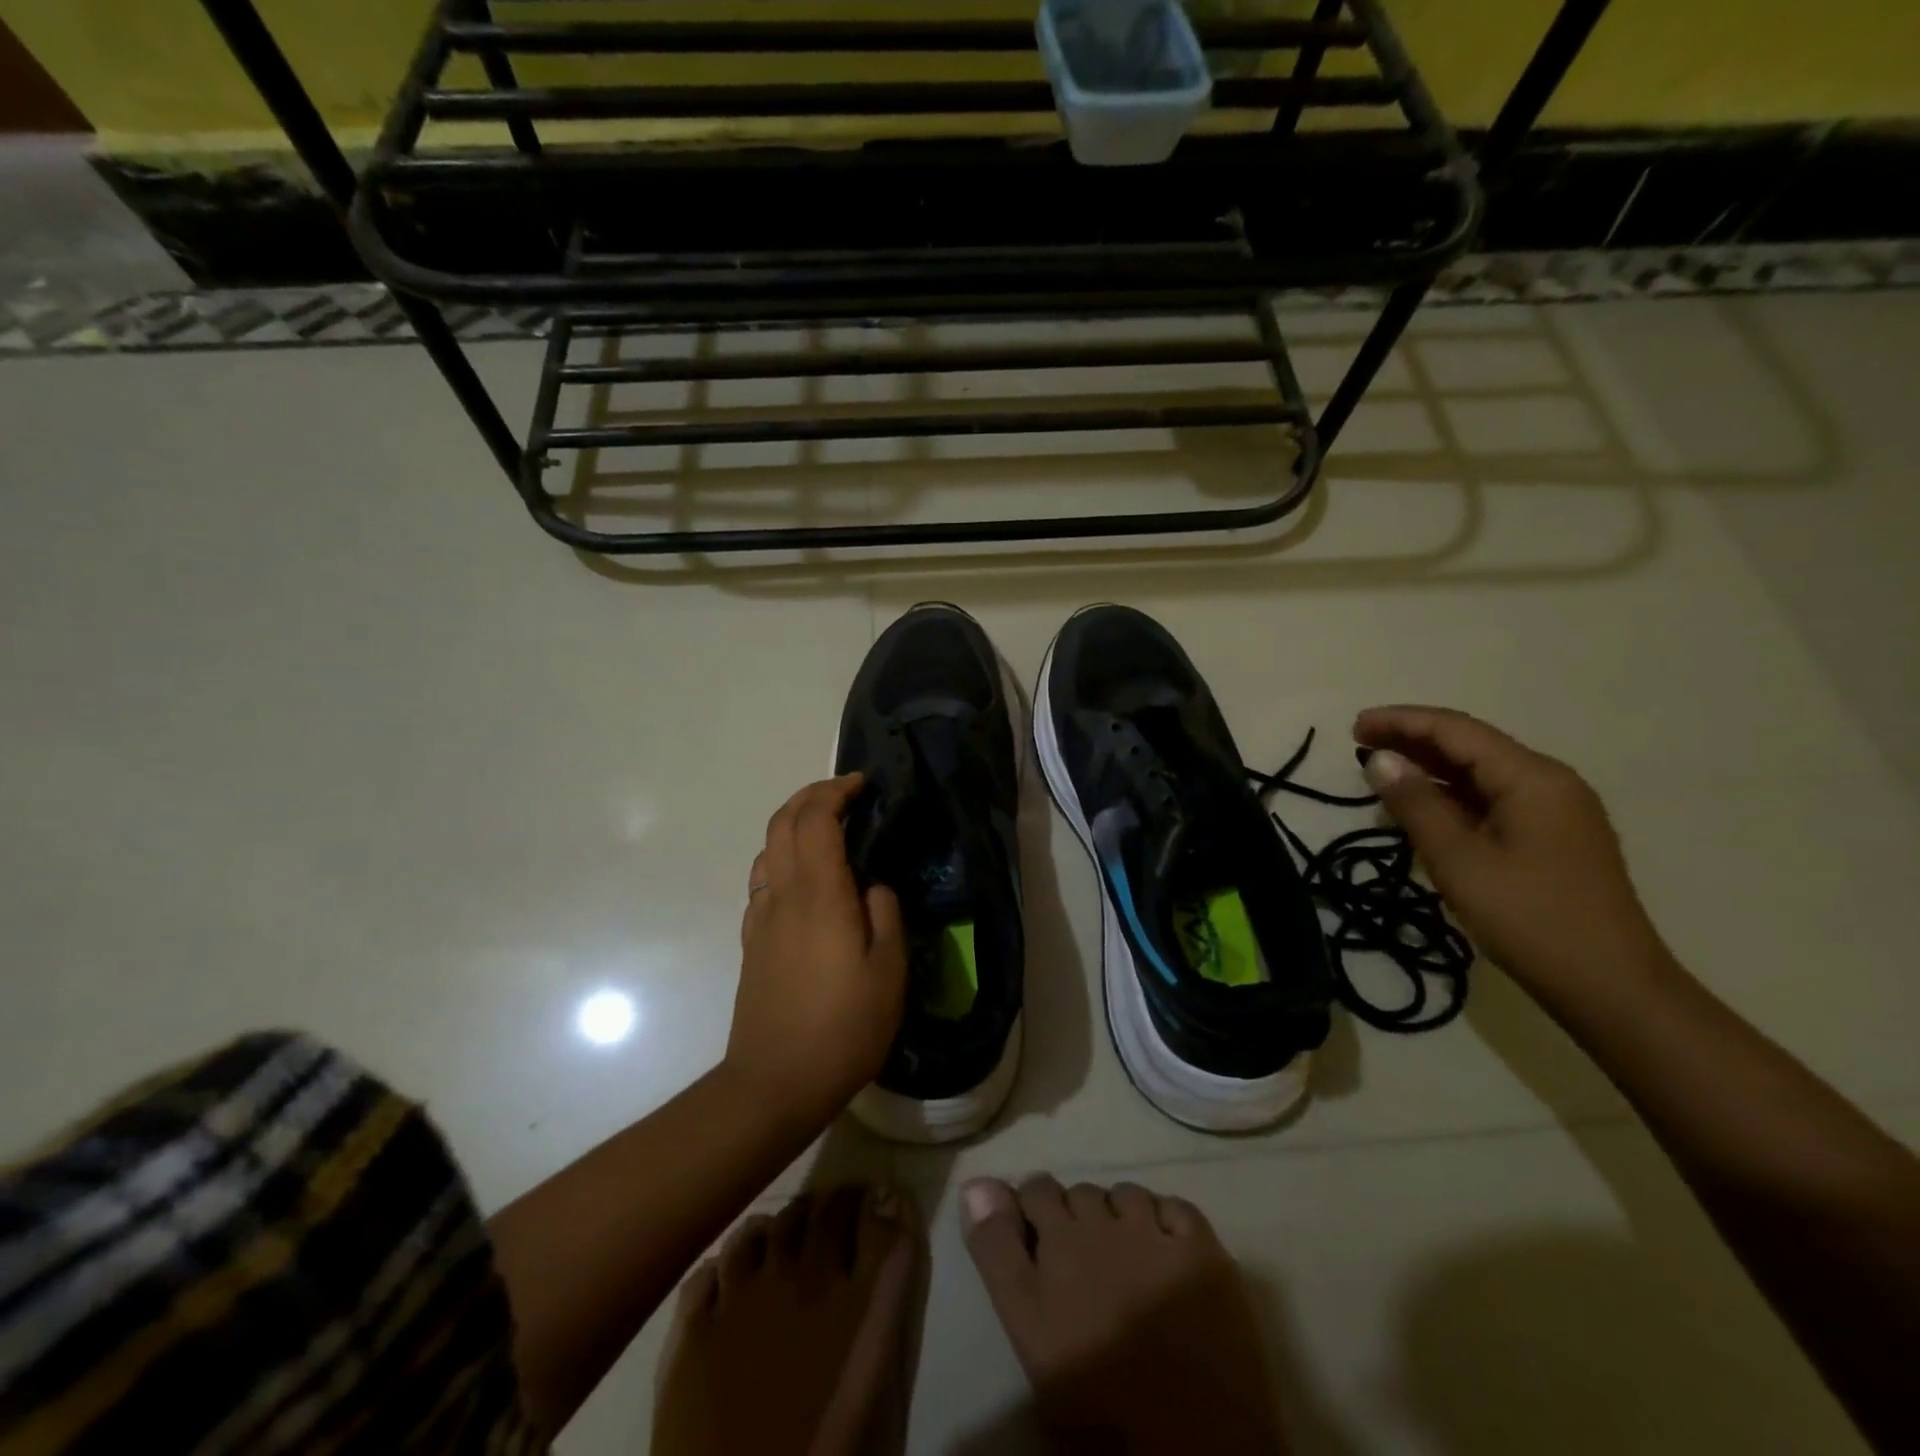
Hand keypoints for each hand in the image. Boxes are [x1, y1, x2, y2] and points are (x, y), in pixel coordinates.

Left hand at [727, 774, 906, 1126]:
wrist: (775, 1082)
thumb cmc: (844, 1026)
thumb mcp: (888, 970)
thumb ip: (885, 914)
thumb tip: (873, 886)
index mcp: (819, 893)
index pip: (815, 818)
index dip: (836, 791)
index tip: (863, 785)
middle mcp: (782, 894)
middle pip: (781, 822)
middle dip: (810, 796)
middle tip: (845, 795)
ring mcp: (760, 917)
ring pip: (767, 848)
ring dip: (793, 824)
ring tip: (827, 830)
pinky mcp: (753, 941)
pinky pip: (763, 879)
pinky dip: (783, 857)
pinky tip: (806, 880)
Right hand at [1353, 706, 1673, 1000]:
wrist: (1610, 987)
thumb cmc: (1528, 918)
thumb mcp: (1458, 860)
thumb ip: (1416, 804)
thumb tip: (1380, 759)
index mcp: (1532, 778)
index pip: (1456, 730)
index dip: (1401, 722)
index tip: (1353, 728)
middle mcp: (1548, 782)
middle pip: (1470, 745)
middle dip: (1412, 740)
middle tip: (1359, 745)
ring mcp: (1554, 810)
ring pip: (1480, 773)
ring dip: (1429, 767)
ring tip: (1380, 771)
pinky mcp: (1551, 837)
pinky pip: (1491, 799)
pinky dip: (1450, 795)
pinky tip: (1421, 805)